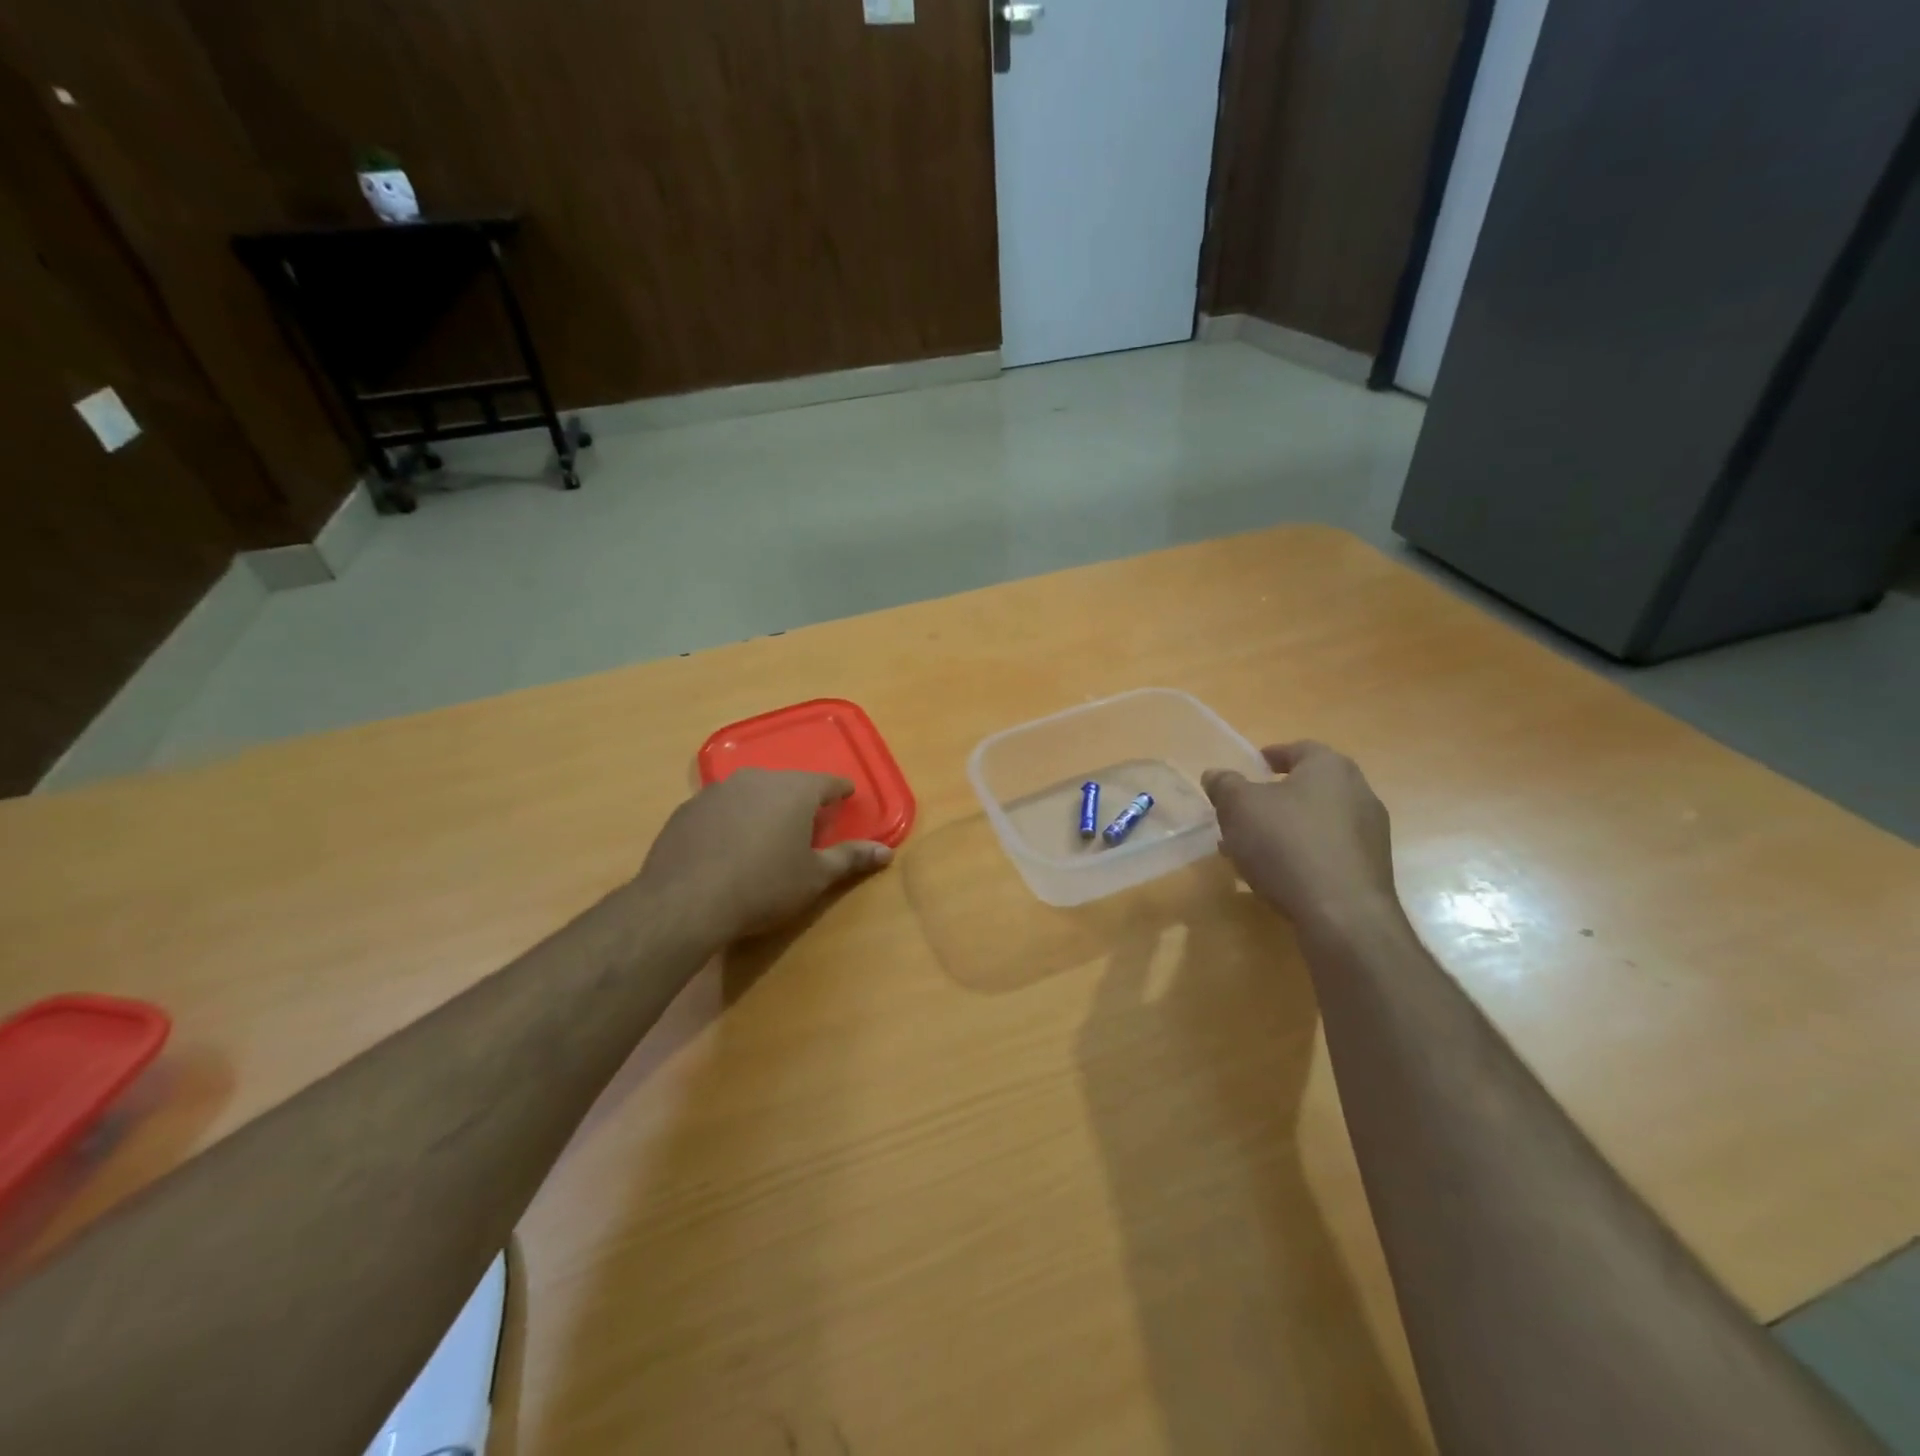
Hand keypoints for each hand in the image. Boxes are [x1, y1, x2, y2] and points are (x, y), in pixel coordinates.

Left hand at [638, 769, 892, 945]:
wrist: (685, 902)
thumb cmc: (764, 886)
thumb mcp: (814, 877)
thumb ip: (850, 858)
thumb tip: (886, 852)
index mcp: (796, 790)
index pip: (829, 782)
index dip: (841, 792)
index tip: (846, 798)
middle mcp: (758, 778)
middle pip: (789, 784)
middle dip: (800, 801)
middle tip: (807, 825)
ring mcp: (718, 790)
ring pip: (752, 792)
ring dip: (763, 808)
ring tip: (766, 835)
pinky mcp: (688, 808)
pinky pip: (721, 808)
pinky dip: (731, 821)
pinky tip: (727, 848)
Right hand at [1203, 742, 1398, 931]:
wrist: (1343, 914)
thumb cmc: (1287, 844)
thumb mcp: (1239, 807)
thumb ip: (1225, 785)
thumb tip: (1215, 775)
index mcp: (1330, 767)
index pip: (1298, 749)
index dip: (1271, 756)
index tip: (1251, 768)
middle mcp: (1359, 792)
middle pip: (1308, 786)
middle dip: (1274, 797)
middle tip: (1243, 812)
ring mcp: (1371, 833)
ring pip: (1317, 821)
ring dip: (1286, 829)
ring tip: (1252, 849)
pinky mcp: (1371, 868)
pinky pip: (1328, 850)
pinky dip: (1303, 854)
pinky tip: (1278, 874)